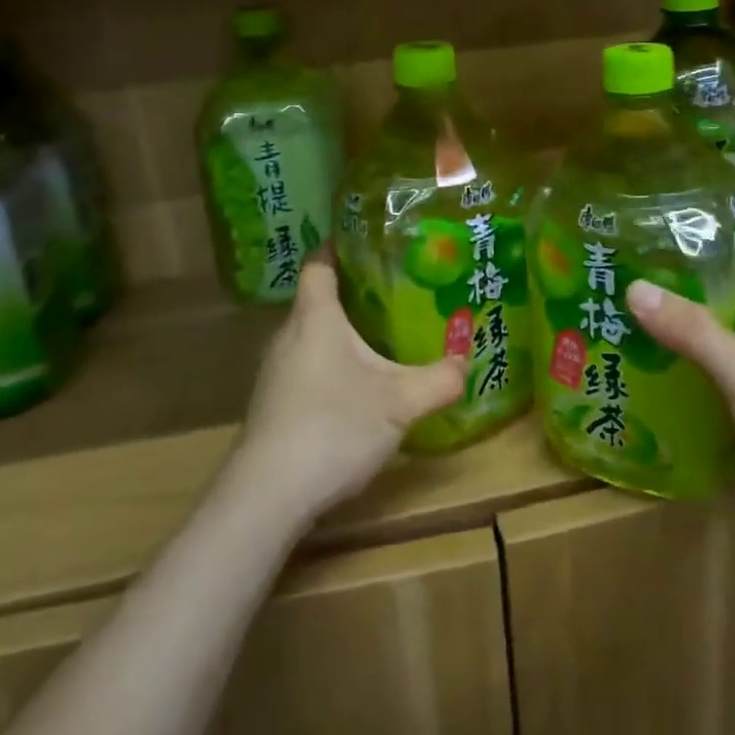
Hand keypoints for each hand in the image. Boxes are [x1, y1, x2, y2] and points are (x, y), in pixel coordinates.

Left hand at [231, 247, 467, 524]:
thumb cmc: (334, 427)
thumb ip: (439, 379)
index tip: (369, 238)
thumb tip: (467, 361)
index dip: (340, 245)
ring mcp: (275, 371)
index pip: (319, 263)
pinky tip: (357, 384)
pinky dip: (331, 362)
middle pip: (318, 298)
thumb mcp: (400, 402)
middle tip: (397, 288)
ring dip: (343, 331)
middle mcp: (289, 335)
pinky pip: (306, 364)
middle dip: (354, 290)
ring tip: (384, 333)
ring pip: (312, 335)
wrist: (267, 496)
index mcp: (315, 317)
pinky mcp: (273, 403)